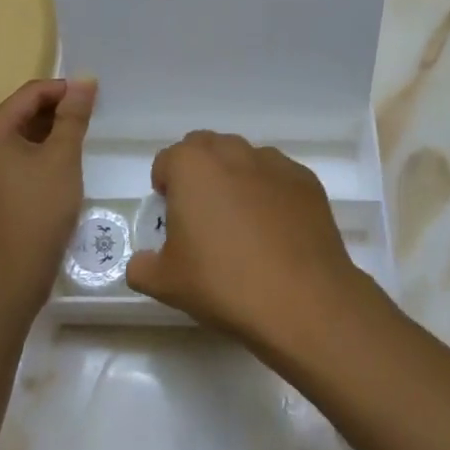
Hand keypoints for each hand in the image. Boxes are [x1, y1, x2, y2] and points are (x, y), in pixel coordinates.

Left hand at [0, 78, 95, 318]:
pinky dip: (46, 151)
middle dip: (59, 109)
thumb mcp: (62, 157)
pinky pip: (24, 156)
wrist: (14, 273)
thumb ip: (73, 116)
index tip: (95, 97)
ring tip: (84, 136)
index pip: (30, 93)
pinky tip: (68, 161)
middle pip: (25, 111)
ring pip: (26, 135)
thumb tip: (84, 79)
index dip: (63, 89)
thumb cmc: (38, 209)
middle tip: (93, 116)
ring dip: (54, 131)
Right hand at [125, 131, 369, 348]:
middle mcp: (233, 152)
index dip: (164, 188)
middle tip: (202, 216)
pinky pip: (277, 177)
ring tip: (242, 224)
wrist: (302, 300)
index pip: (167, 161)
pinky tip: (275, 231)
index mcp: (192, 166)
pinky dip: (270, 193)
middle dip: (198, 173)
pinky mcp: (306, 180)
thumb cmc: (224, 284)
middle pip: (206, 149)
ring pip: (244, 159)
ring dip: (235, 179)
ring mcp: (274, 163)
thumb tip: (142, 263)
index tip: (171, 220)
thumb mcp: (166, 283)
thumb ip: (143, 267)